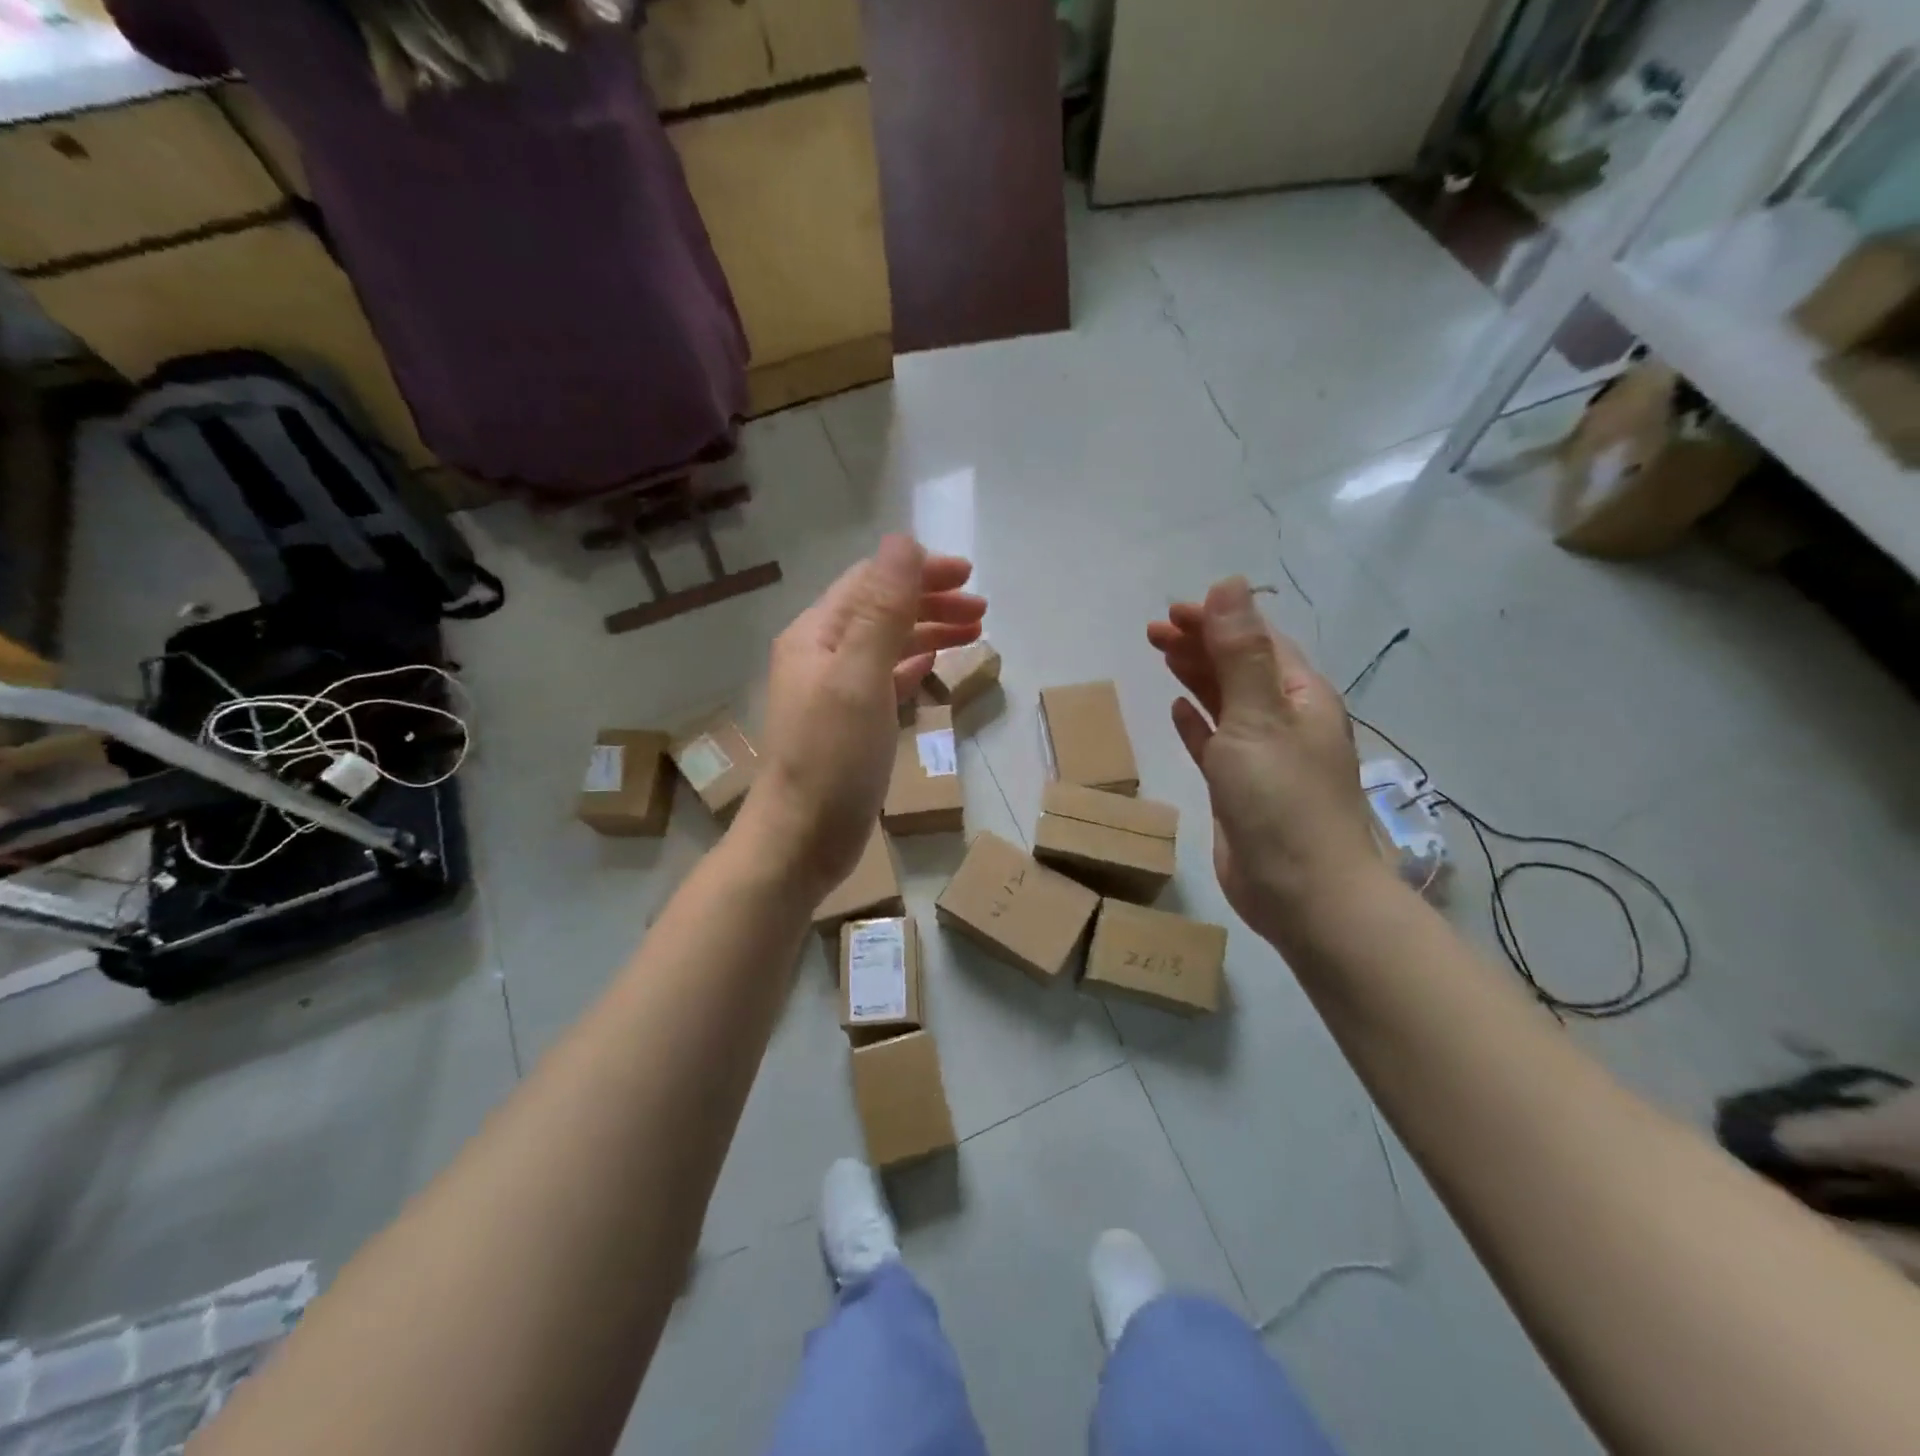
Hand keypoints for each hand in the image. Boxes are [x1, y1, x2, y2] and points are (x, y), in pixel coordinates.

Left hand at [740, 536, 984, 899]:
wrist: (801, 839)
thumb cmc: (832, 758)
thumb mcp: (860, 676)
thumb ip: (882, 609)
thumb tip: (903, 542)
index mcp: (817, 635)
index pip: (871, 582)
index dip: (919, 572)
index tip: (969, 575)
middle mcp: (821, 655)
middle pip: (880, 610)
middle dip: (930, 602)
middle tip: (981, 610)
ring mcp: (833, 692)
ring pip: (886, 645)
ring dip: (927, 632)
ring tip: (973, 634)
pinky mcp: (847, 725)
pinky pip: (884, 679)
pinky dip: (911, 666)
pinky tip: (931, 666)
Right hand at [1147, 577, 1383, 941]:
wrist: (1301, 893)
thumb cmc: (1282, 800)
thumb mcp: (1259, 717)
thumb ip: (1240, 652)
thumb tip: (1229, 584)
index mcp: (1300, 696)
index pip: (1258, 641)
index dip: (1218, 620)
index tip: (1173, 611)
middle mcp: (1285, 720)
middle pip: (1239, 667)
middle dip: (1201, 643)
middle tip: (1154, 630)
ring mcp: (1263, 756)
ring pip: (1225, 702)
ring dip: (1196, 675)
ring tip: (1162, 654)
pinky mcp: (1240, 788)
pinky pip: (1215, 742)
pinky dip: (1197, 722)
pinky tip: (1177, 709)